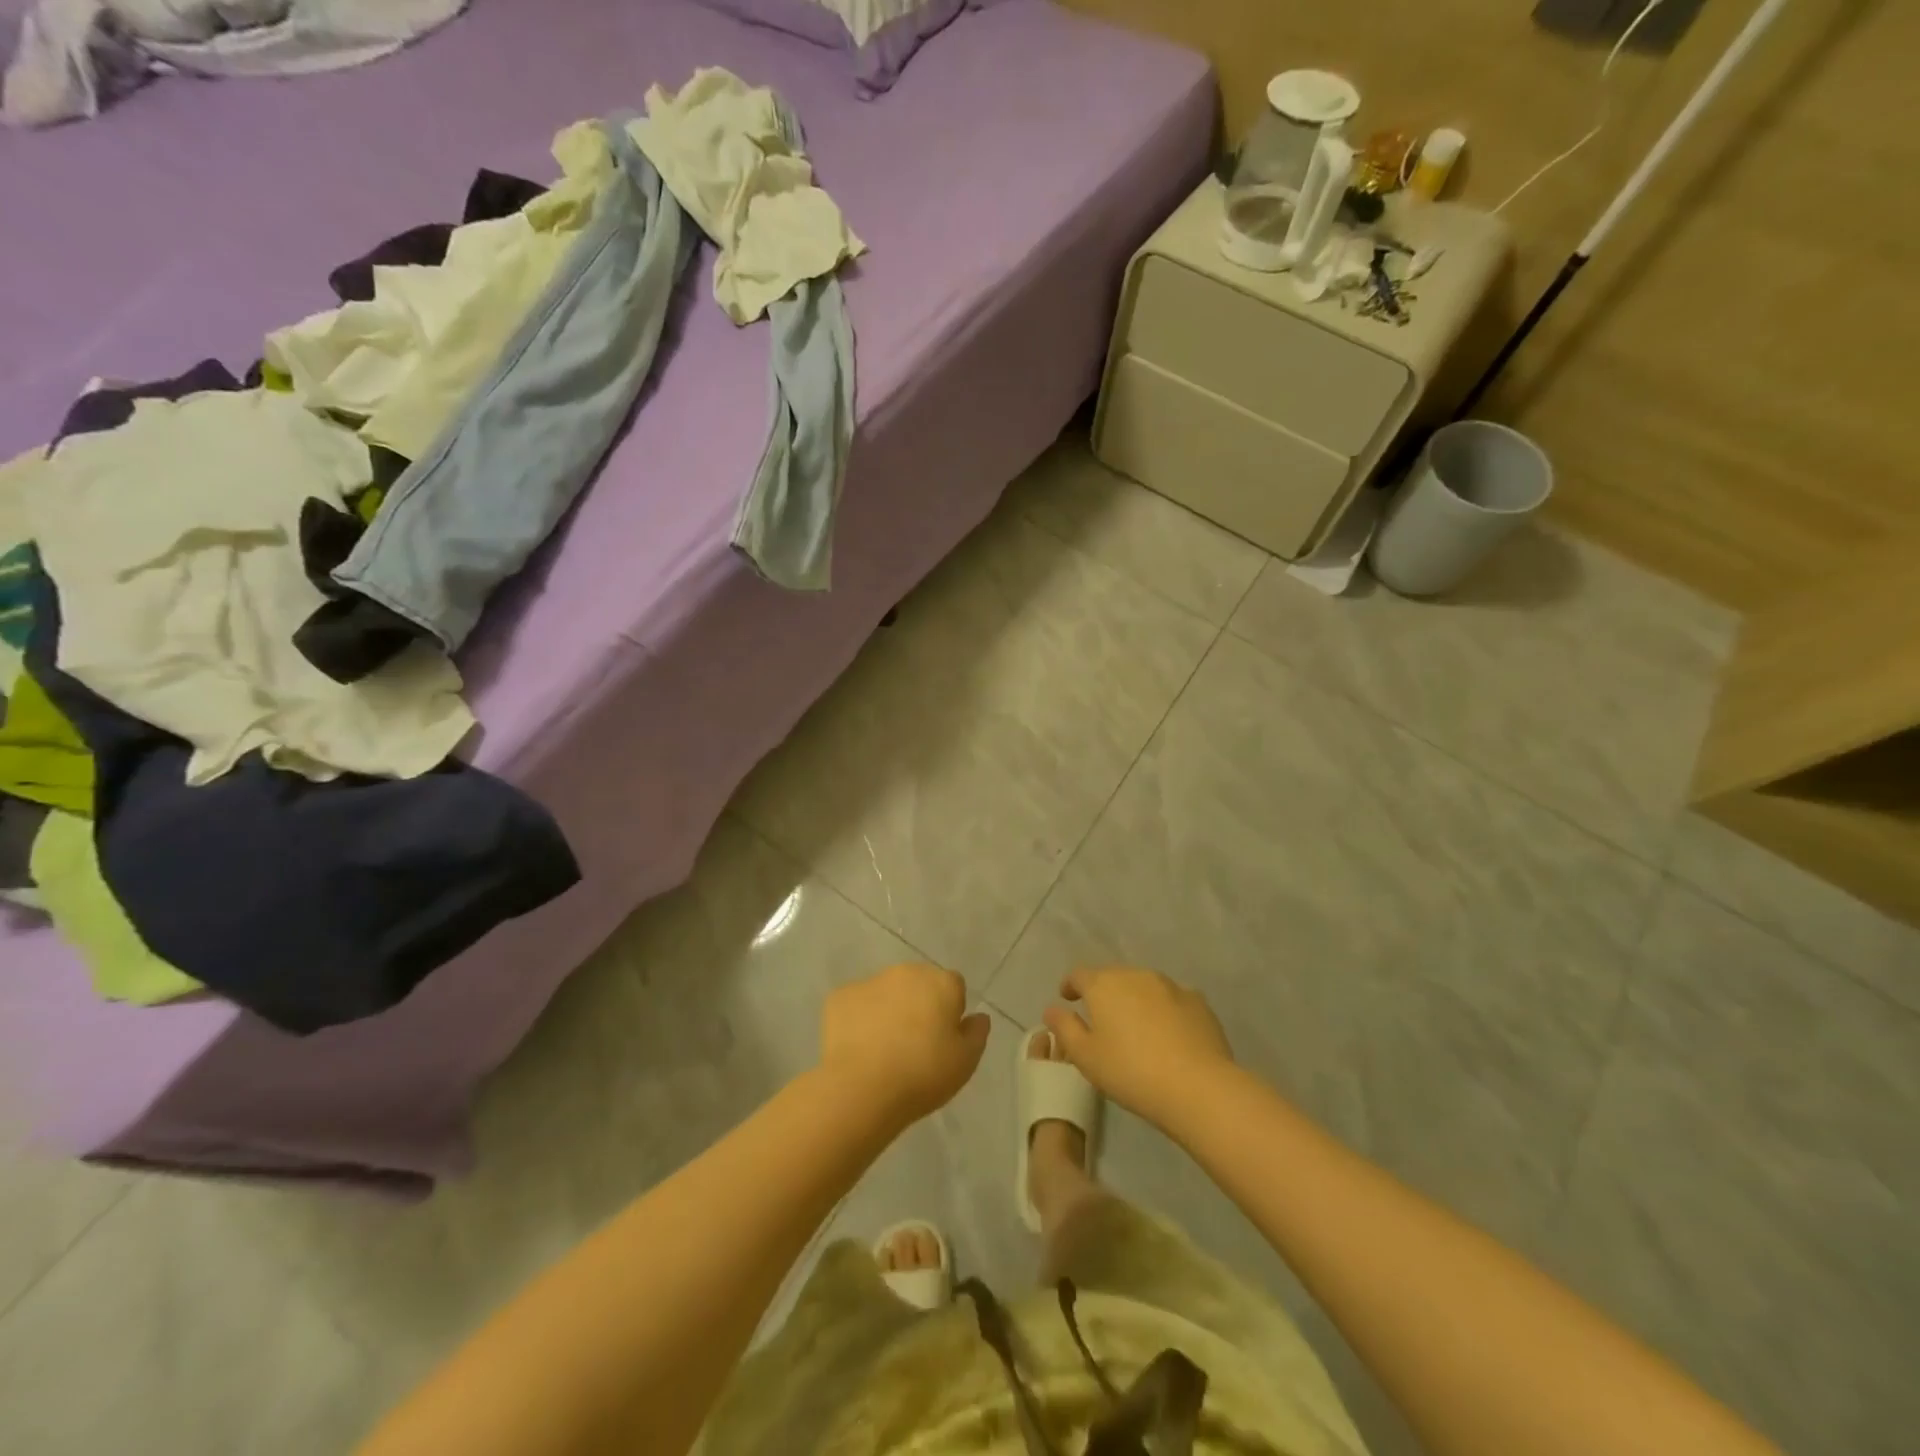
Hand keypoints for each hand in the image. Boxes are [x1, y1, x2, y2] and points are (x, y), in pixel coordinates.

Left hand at [820, 964, 990, 1128]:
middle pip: (919, 983)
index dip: (950, 1012)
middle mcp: (906, 972)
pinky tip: (858, 1048)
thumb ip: (976, 1033)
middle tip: (915, 1044)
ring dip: (889, 1009)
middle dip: (919, 1005)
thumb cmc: (923, 1074)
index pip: (954, 986)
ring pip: (886, 991)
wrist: (862, 1088)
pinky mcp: (840, 996)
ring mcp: (870, 981)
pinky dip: (859, 1019)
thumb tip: (978, 1017)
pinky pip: (856, 1004)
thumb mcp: (965, 1062)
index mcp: (941, 982)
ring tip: (883, 1049)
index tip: (943, 1039)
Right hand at [1044, 966, 1234, 1131]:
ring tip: (1136, 1028)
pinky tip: (1168, 1034)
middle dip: (1104, 993)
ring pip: (1144, 986)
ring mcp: (1170, 985)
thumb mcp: (1085, 1057)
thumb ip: (1064, 1028)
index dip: (1070, 985)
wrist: (1198, 1087)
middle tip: (1102, 1020)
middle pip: (1113, 977)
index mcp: (1104, 984)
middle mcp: (1136, 975)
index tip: (1067, 998)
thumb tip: (1052, 1009)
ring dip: (1135, 1000)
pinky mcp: (1198, 1002)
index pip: (1079, 975)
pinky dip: (1164, 1010)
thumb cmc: (1130, 1071)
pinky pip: (1172, 1000)